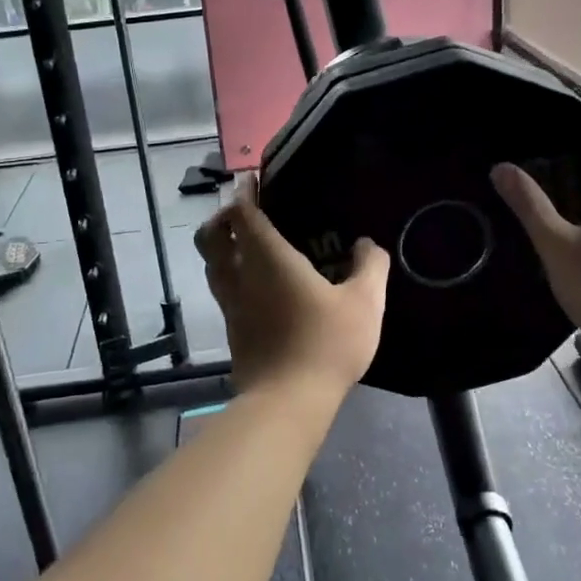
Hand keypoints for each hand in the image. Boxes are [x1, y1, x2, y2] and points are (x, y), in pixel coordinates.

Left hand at [195, 176, 389, 393]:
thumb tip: (366, 244)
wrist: (287, 401)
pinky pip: (222, 287)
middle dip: (221, 216)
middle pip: (211, 235)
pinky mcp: (231, 327)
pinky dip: (230, 273)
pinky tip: (256, 283)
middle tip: (245, 212)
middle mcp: (240, 274)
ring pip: (211, 263)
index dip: (244, 192)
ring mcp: (231, 303)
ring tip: (248, 244)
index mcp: (267, 258)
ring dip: (222, 246)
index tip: (253, 180)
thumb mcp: (365, 303)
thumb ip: (370, 266)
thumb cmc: (326, 344)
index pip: (242, 212)